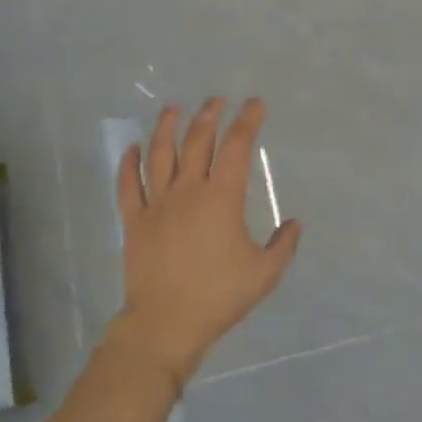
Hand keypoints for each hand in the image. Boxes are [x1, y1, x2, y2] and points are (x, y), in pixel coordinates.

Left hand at [108, 97, 300, 387]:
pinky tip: (132, 147)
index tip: (255, 104)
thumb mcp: (265, 273)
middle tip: (217, 99)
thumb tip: (294, 223)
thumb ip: (284, 245)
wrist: (167, 323)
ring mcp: (156, 204)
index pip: (236, 148)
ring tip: (173, 108)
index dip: (247, 121)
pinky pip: (128, 185)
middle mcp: (187, 191)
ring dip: (167, 127)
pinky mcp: (134, 221)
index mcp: (221, 198)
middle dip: (209, 115)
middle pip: (197, 142)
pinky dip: (128, 163)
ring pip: (160, 155)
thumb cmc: (219, 296)